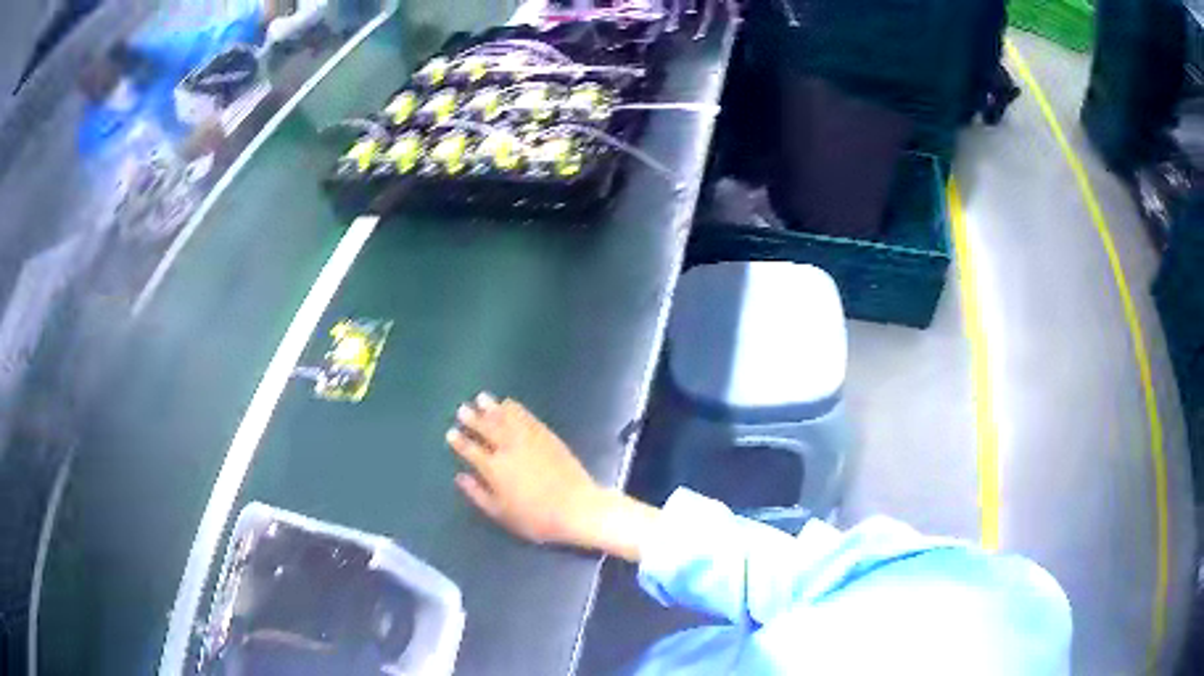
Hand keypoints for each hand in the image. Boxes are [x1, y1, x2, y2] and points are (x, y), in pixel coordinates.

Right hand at [447, 394, 657, 560]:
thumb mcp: (501, 513)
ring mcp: (528, 439)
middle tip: (462, 409)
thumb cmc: (536, 518)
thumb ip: (478, 494)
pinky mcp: (547, 435)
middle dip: (473, 418)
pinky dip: (515, 408)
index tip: (451, 432)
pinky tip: (509, 403)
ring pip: (505, 417)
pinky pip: (527, 417)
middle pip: (486, 428)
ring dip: (492, 407)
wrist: (576, 508)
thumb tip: (460, 477)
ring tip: (481, 398)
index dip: (460, 441)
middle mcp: (508, 448)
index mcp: (494, 469)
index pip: (471, 450)